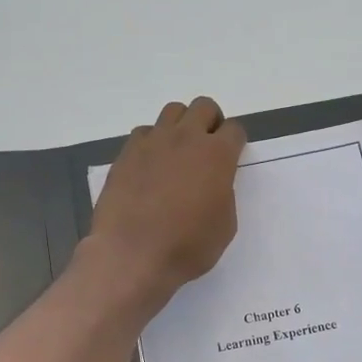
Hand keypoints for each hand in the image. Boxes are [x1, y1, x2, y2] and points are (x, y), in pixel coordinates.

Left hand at [86, 97, 245, 305]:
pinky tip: (150, 167)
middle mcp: (186, 138)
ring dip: (181, 126)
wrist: (133, 254)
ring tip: (178, 153)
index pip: (234, 129)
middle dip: (210, 122)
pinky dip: (152, 142)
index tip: (231, 157)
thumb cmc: (187, 247)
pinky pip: (144, 133)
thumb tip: (212, 182)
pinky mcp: (126, 153)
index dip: (235, 142)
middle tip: (207, 148)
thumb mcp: (225, 225)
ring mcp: (153, 142)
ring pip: (172, 111)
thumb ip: (223, 193)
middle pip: (204, 107)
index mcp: (217, 155)